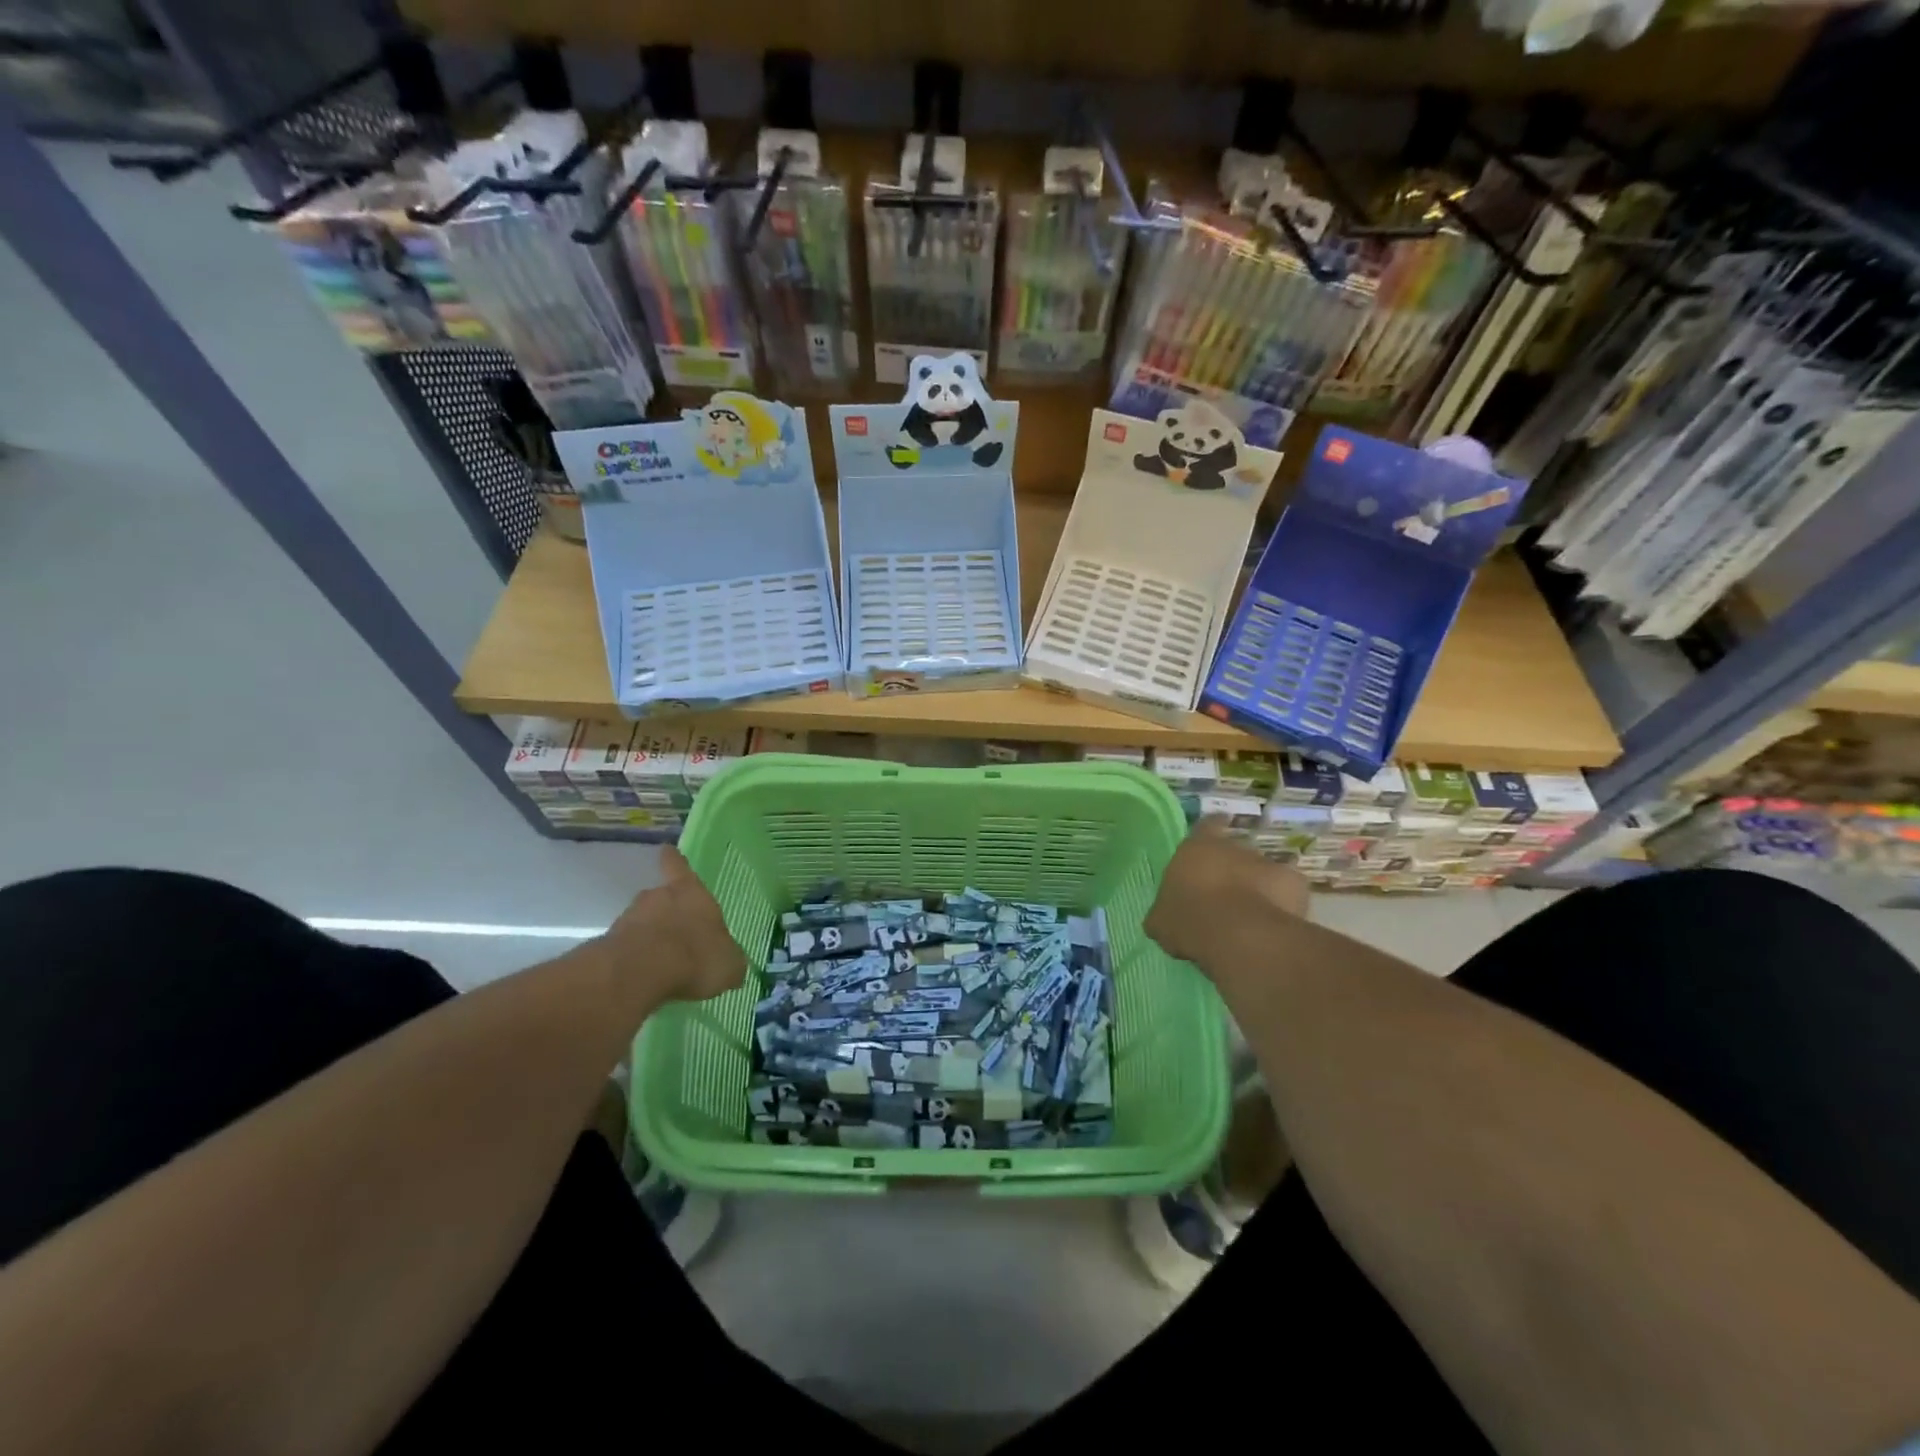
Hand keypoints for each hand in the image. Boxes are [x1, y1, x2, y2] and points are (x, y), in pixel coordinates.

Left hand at [600, 847, 745, 1003]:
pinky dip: (634, 960)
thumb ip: (728, 958)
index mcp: (691, 893)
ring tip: (660, 962)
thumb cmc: (696, 956)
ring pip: (640, 923)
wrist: (640, 973)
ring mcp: (629, 919)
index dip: (674, 860)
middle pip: (660, 897)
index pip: (680, 867)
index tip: (666, 850)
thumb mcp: (729, 963)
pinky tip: (644, 979)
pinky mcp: (608, 945)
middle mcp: (658, 897)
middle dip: (665, 911)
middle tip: (675, 932)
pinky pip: (626, 949)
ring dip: (648, 937)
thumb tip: (731, 962)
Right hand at [1146, 820, 1310, 970]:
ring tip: (1251, 915)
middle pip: (1235, 852)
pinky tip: (1274, 924)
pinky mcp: (1294, 884)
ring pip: (1262, 872)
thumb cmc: (1189, 919)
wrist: (1238, 935)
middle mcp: (1234, 848)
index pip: (1206, 826)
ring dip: (1258, 888)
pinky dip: (1283, 904)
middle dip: (1233, 869)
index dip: (1211, 829)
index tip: (1216, 832)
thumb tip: (1164, 917)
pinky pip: (1288, 893)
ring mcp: (1267, 864)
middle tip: (1225, 895)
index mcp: (1197, 848)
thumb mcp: (1161, 921)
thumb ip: (1165, 912)